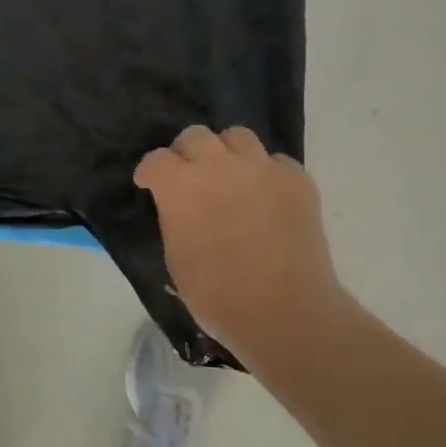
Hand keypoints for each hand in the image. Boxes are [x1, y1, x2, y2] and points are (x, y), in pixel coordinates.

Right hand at [134, 126, 349, 363]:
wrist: (283, 310)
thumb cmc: (216, 295)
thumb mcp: (176, 258)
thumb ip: (174, 220)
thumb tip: (180, 209)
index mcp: (180, 186)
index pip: (156, 160)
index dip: (149, 173)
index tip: (149, 186)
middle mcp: (219, 165)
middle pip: (195, 136)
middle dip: (185, 154)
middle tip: (188, 178)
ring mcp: (262, 168)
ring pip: (238, 137)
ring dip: (226, 153)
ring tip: (229, 178)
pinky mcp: (297, 179)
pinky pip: (275, 162)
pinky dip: (265, 174)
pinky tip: (265, 198)